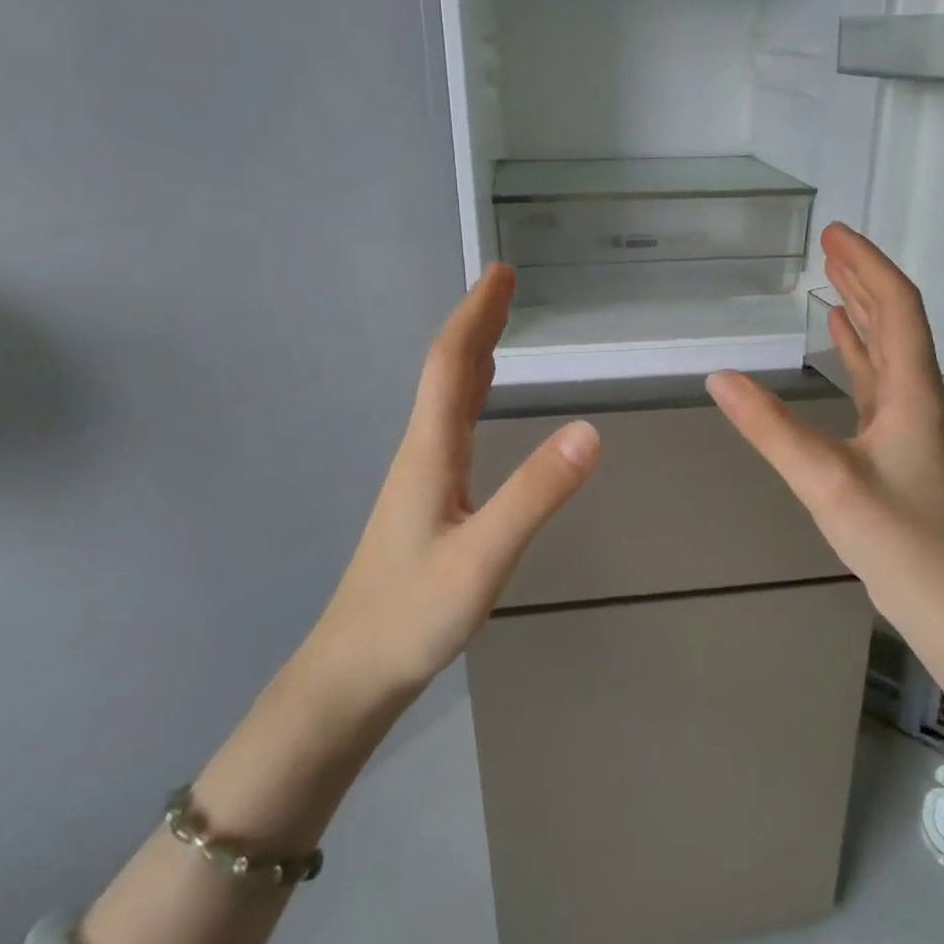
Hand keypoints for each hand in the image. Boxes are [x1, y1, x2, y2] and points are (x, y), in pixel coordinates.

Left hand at [317, 265, 599, 690]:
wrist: (353, 671)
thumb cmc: (413, 614)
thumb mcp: (485, 556)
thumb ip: (536, 493)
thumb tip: (590, 429)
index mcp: (430, 451)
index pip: (452, 364)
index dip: (477, 315)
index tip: (502, 272)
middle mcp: (420, 452)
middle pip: (447, 372)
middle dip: (477, 323)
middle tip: (506, 285)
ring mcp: (419, 478)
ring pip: (445, 399)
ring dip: (473, 356)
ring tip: (498, 328)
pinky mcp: (424, 503)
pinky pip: (450, 428)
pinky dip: (469, 395)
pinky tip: (478, 406)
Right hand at [707, 223, 943, 630]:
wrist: (939, 596)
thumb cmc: (893, 536)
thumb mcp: (824, 479)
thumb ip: (770, 428)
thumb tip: (720, 377)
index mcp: (911, 389)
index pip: (897, 306)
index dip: (868, 264)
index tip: (835, 233)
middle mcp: (915, 393)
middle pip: (895, 317)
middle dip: (863, 275)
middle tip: (829, 243)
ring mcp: (906, 418)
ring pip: (886, 345)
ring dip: (862, 306)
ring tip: (832, 277)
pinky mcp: (894, 440)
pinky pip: (875, 377)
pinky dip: (857, 348)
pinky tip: (839, 338)